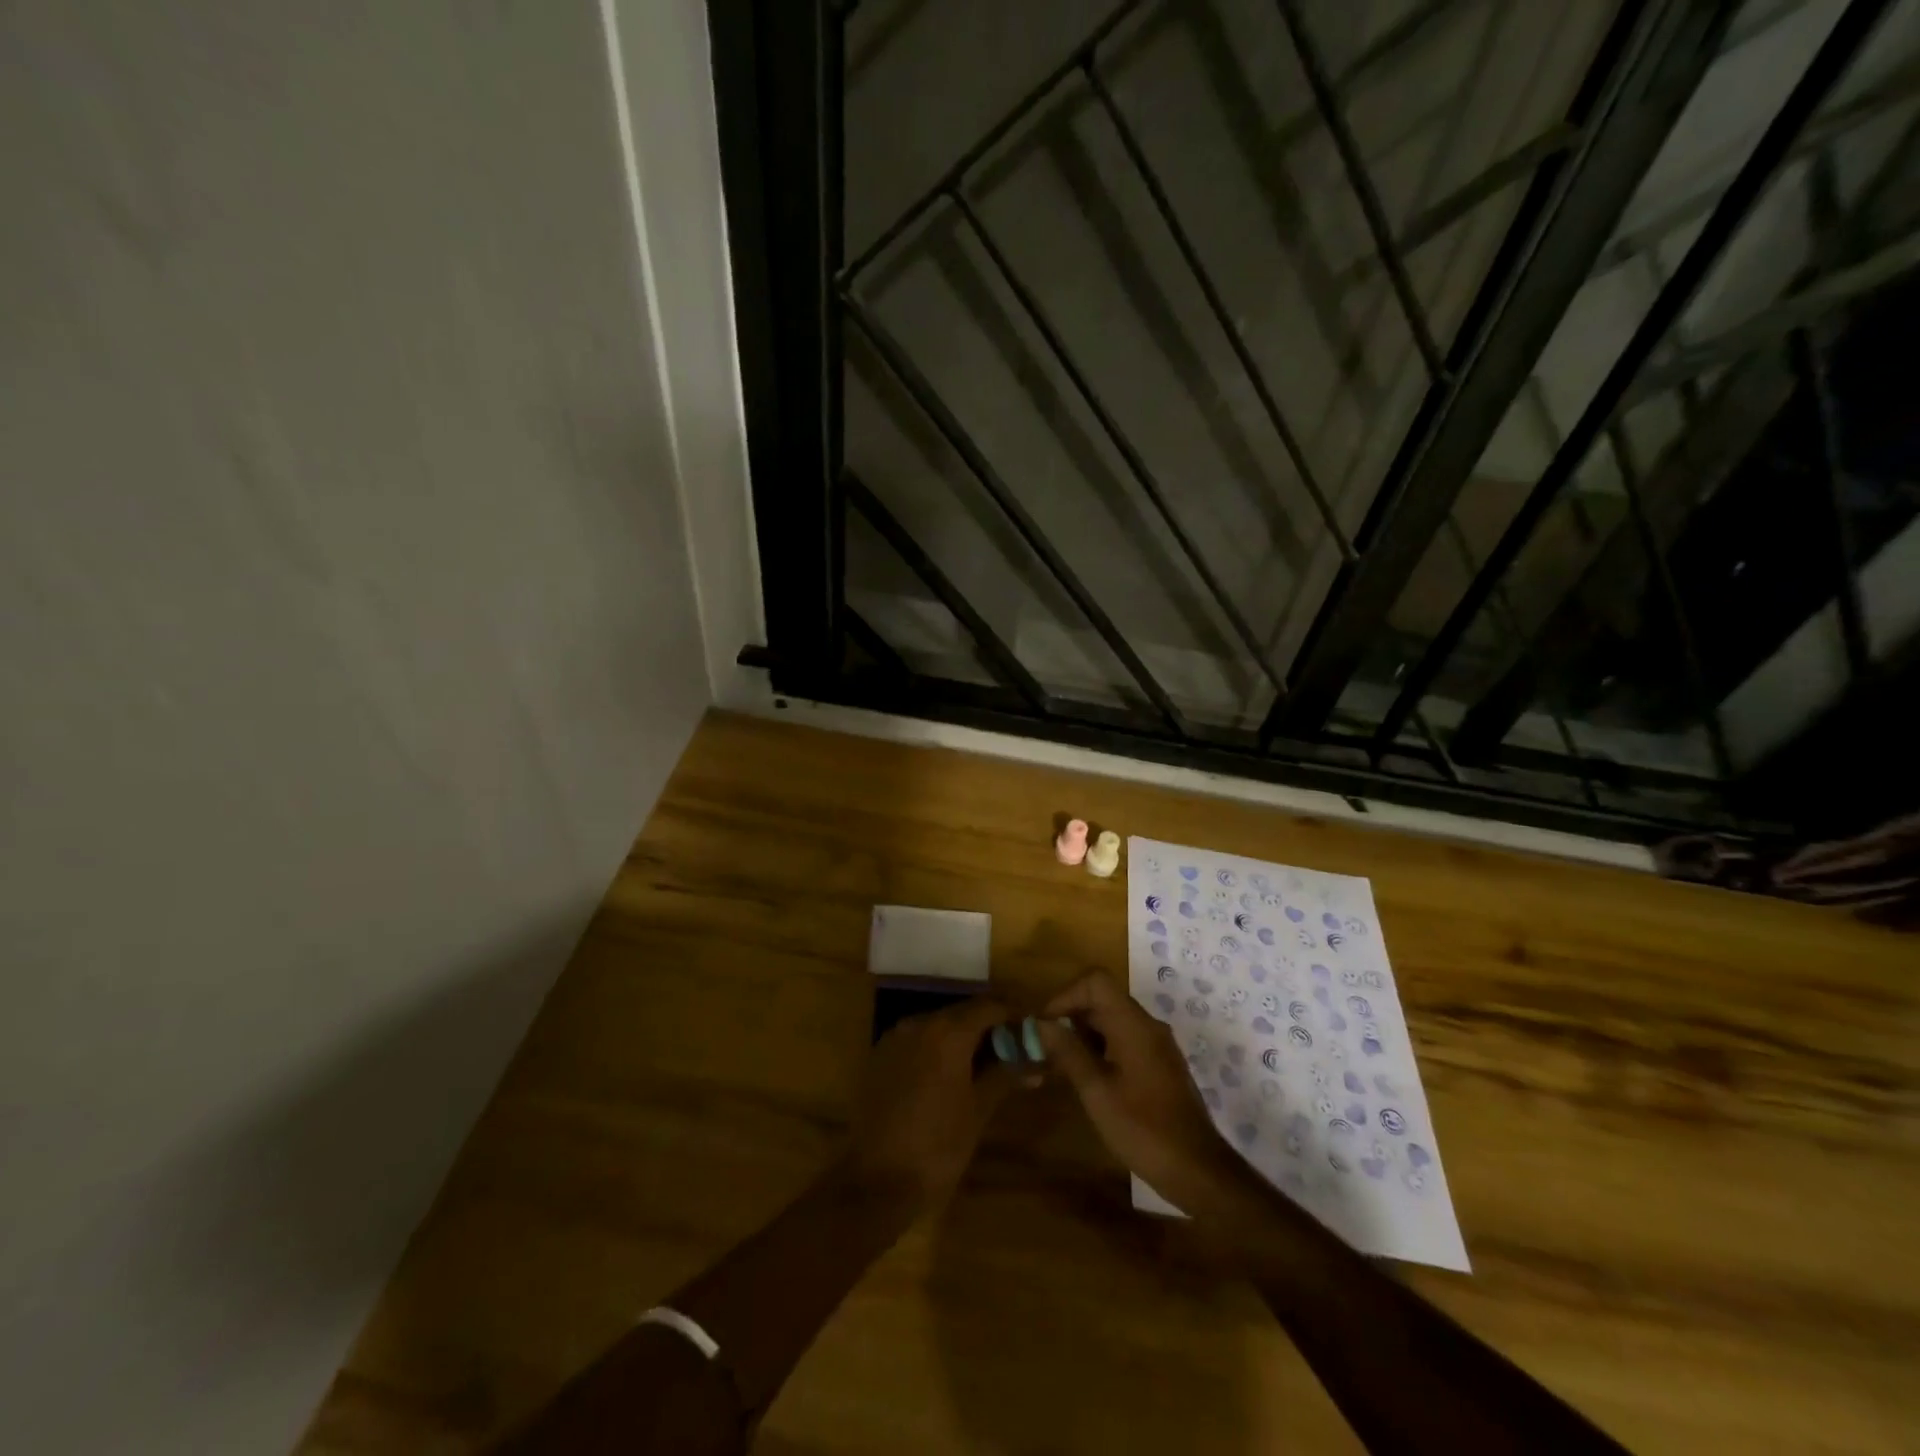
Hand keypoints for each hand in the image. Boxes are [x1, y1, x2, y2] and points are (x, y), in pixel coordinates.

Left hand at [844, 997, 1030, 1208]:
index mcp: (947, 1031)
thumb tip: (1035, 1063)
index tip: (1033, 1028)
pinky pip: (917, 1040)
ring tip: (986, 1063)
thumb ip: (1006, 1076)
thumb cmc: (937, 1147)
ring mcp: (895, 1037)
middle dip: (990, 1026)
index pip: (990, 1006)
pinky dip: (937, 1048)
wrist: (875, 1183)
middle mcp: (919, 1023)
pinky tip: (950, 1074)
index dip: (1014, 1014)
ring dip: (963, 1037)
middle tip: (1013, 1048)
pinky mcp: (879, 1055)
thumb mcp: (979, 1111)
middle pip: (963, 1012)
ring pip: (938, 1025)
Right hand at [1035, 971, 1251, 1212]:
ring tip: (1060, 1068)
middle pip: (1103, 1000)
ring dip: (1083, 1036)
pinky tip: (1087, 1080)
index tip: (1046, 1025)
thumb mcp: (1097, 1092)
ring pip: (1112, 1022)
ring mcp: (1157, 1046)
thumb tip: (1043, 1023)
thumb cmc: (1143, 1129)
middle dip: (1070, 1018)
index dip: (1066, 995)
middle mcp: (1147, 1026)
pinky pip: (1124, 1041)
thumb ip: (1069, 1052)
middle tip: (1046, 1050)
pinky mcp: (1160, 1065)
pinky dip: (1101, 1050)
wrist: (1198, 1170)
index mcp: (1133, 1025)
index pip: (1096, 982)